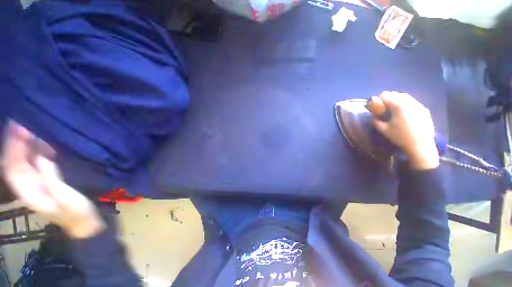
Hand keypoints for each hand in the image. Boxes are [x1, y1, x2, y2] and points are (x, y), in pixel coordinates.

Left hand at [1, 121, 104, 237]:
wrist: (83, 222)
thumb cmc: (75, 212)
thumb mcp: (64, 197)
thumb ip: (51, 178)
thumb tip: (41, 157)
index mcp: (28, 192)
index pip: (12, 167)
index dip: (12, 149)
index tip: (17, 130)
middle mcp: (27, 186)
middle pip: (15, 162)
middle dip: (15, 144)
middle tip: (20, 124)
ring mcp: (37, 183)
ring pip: (24, 162)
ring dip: (24, 146)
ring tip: (28, 129)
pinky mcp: (46, 181)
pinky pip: (35, 164)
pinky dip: (35, 153)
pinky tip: (39, 144)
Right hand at [371, 91, 439, 169]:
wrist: (420, 145)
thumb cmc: (400, 137)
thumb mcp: (383, 130)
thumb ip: (376, 121)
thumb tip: (373, 116)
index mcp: (399, 106)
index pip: (386, 95)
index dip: (378, 97)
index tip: (374, 102)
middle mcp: (410, 102)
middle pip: (397, 94)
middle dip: (388, 97)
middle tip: (383, 105)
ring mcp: (419, 106)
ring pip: (406, 97)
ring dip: (398, 99)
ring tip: (393, 107)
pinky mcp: (425, 110)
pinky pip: (413, 102)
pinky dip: (406, 104)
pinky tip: (404, 112)